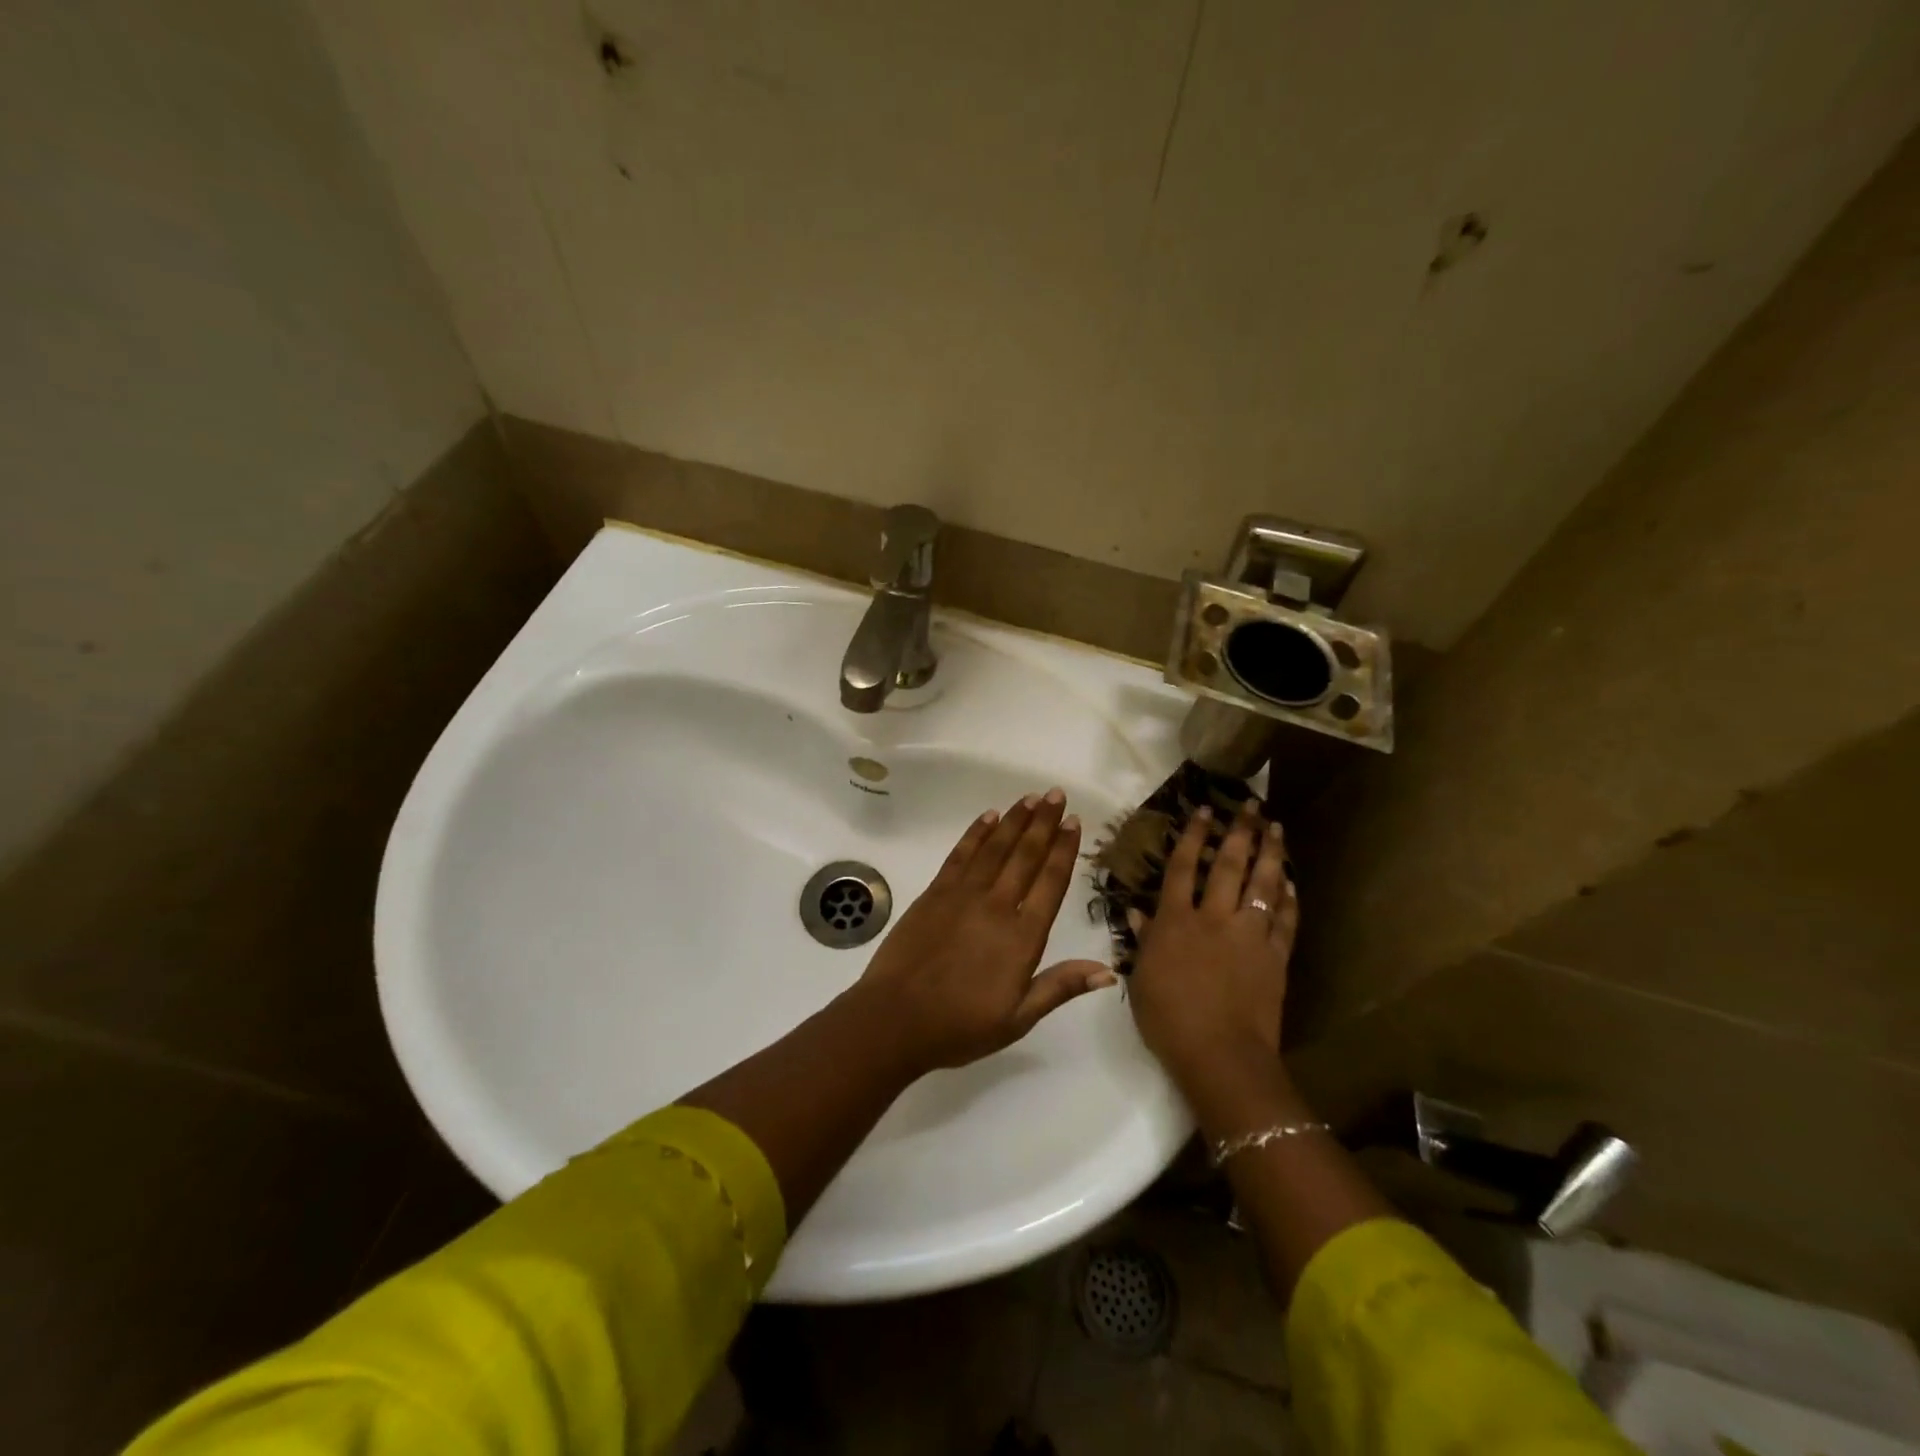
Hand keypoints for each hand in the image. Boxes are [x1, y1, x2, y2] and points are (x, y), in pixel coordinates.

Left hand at [851, 788, 1116, 1076]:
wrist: (896, 1018)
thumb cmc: (960, 1025)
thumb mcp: (1018, 1019)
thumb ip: (1060, 987)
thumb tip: (1108, 972)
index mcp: (1022, 938)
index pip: (1050, 883)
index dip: (1064, 850)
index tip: (1074, 822)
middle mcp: (997, 907)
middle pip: (1025, 856)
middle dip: (1043, 823)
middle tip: (1056, 794)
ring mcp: (963, 895)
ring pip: (994, 848)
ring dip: (1014, 821)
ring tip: (1030, 798)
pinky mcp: (934, 893)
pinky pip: (960, 855)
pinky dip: (976, 833)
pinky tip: (988, 817)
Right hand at [1126, 798, 1297, 1087]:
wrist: (1221, 1056)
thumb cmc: (1169, 1019)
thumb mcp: (1142, 978)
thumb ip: (1142, 939)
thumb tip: (1136, 909)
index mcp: (1176, 922)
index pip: (1182, 868)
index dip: (1193, 836)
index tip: (1204, 810)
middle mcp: (1214, 919)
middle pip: (1228, 866)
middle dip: (1239, 832)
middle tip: (1251, 805)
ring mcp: (1249, 936)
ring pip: (1262, 885)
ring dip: (1270, 854)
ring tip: (1275, 828)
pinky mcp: (1275, 957)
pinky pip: (1284, 921)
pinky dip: (1288, 900)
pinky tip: (1292, 883)